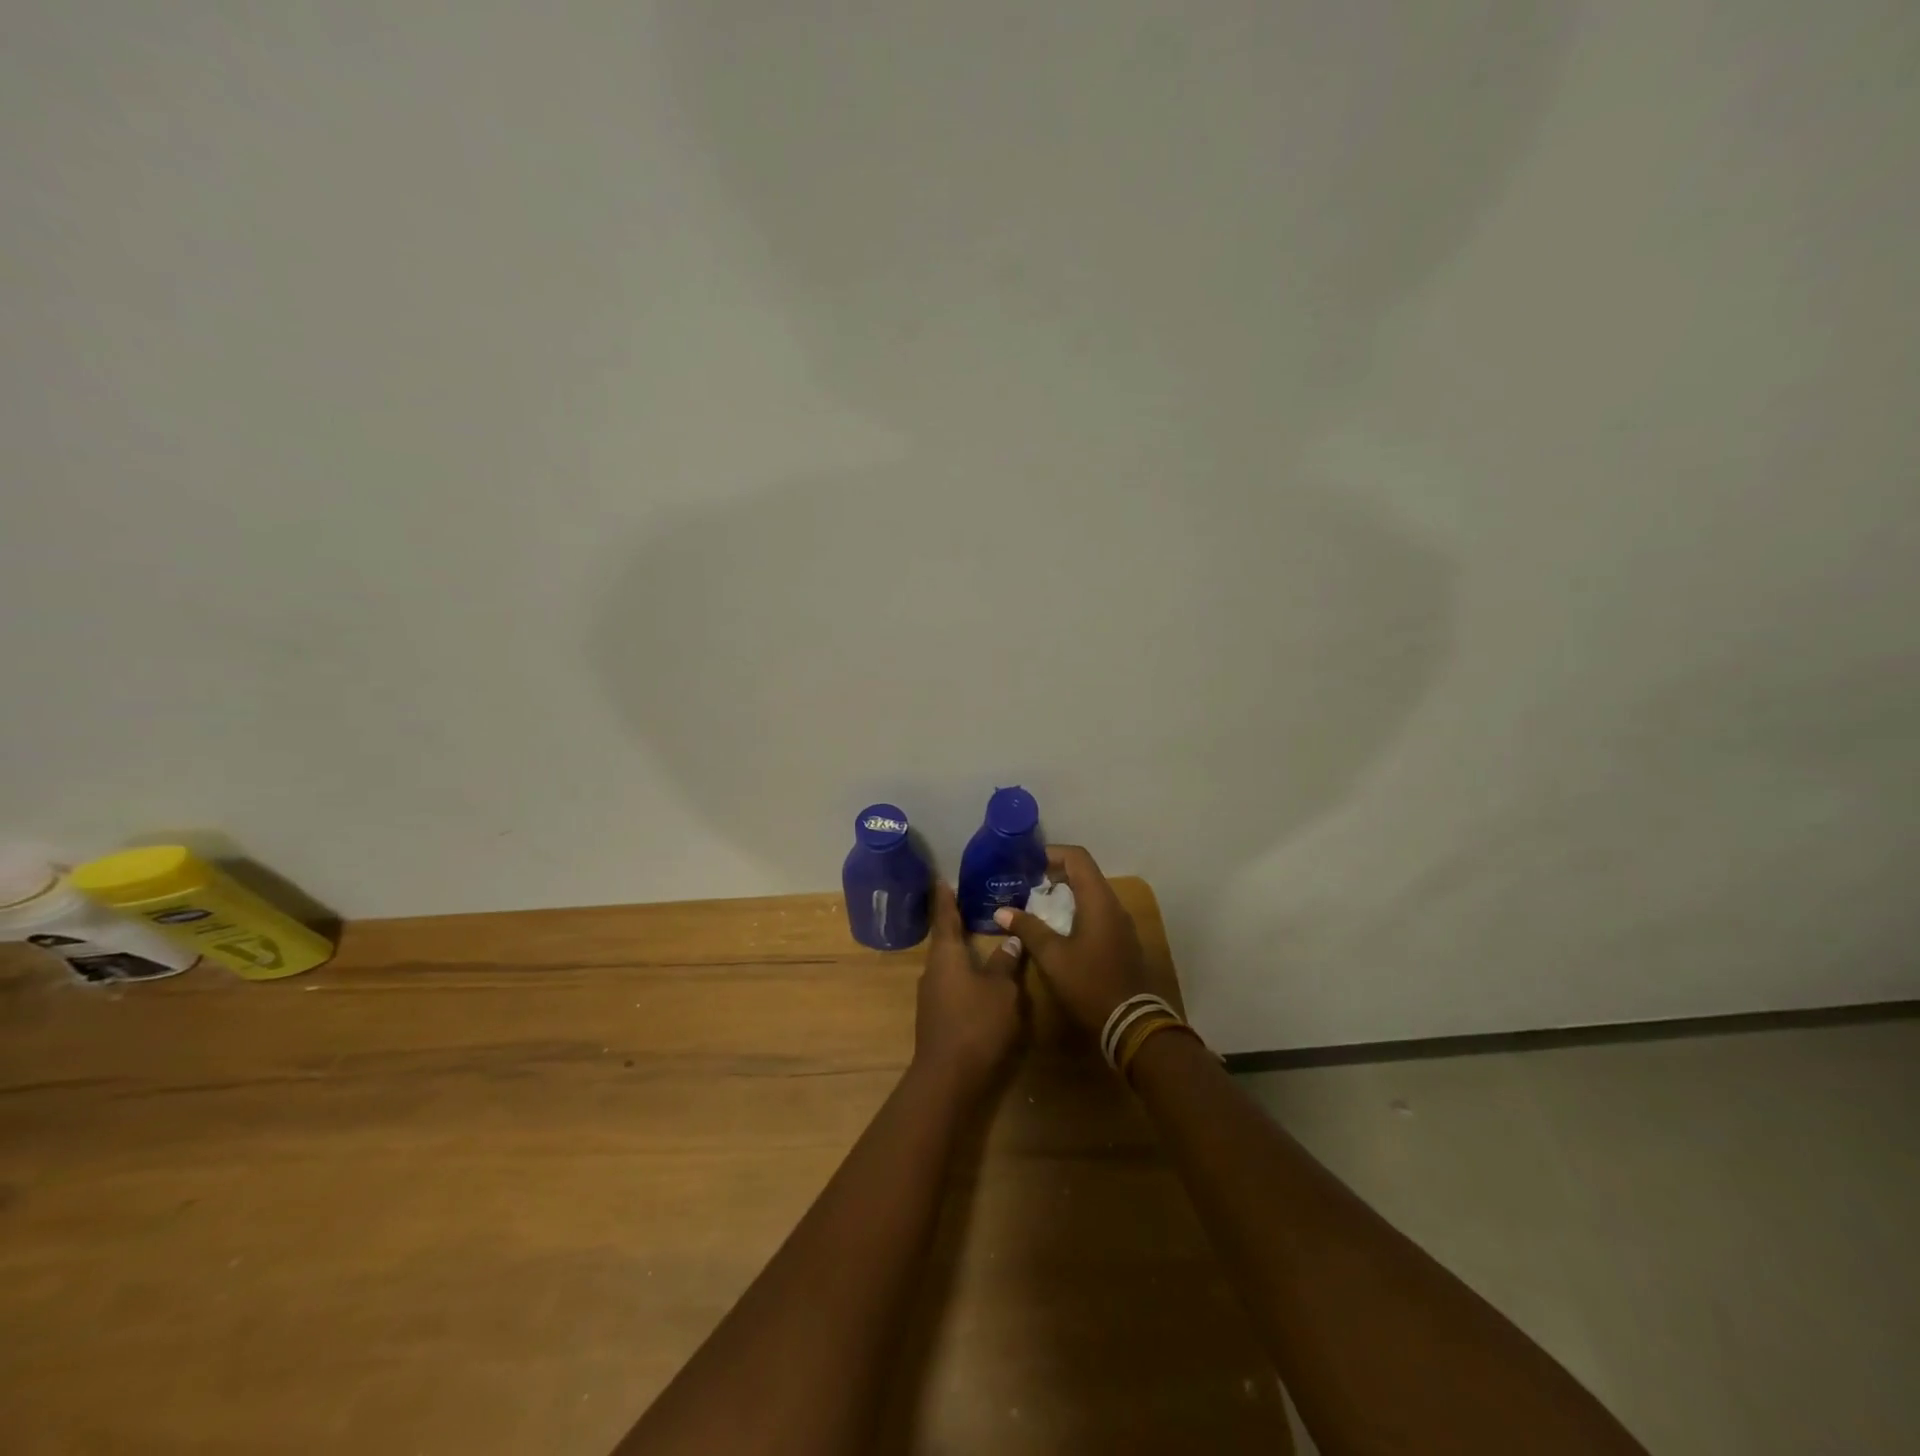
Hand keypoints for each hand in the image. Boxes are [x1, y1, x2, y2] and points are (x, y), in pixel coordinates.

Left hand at [912, 882, 1023, 1098]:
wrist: (948, 1077)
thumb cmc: (977, 1023)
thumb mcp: (1002, 990)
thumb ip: (1005, 963)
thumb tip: (1010, 940)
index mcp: (945, 955)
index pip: (945, 918)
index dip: (945, 899)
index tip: (942, 880)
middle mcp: (933, 970)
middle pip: (944, 941)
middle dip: (957, 925)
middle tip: (972, 906)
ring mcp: (931, 996)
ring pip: (948, 965)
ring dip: (962, 953)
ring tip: (981, 940)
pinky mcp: (936, 1017)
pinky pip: (951, 984)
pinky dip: (964, 975)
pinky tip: (979, 979)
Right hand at [993, 845, 1165, 1038]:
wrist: (1130, 1023)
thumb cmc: (1089, 983)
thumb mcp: (1052, 956)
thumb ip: (1027, 928)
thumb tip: (1001, 911)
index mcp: (1098, 900)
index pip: (1077, 857)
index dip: (1051, 853)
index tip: (1026, 862)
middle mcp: (1113, 904)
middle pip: (1084, 873)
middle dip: (1054, 873)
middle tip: (1025, 883)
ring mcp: (1120, 923)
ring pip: (1090, 893)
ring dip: (1064, 893)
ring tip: (1035, 904)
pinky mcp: (1121, 940)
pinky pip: (1096, 912)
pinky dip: (1075, 909)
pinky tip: (1056, 927)